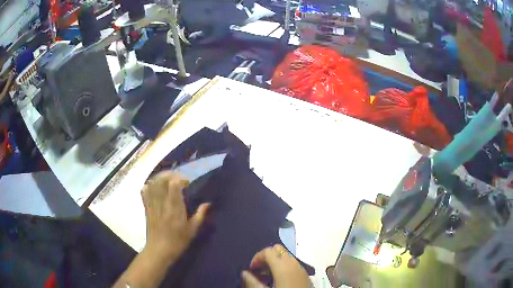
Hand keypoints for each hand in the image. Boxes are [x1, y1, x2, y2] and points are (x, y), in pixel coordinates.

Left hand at [141, 171, 209, 261]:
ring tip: (167, 181)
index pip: (174, 184)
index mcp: (174, 208)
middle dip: (170, 175)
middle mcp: (162, 203)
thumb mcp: (192, 230)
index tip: (186, 184)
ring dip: (160, 178)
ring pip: (152, 183)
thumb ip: (200, 215)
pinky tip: (154, 187)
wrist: (159, 250)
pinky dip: (148, 186)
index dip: (180, 179)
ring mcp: (152, 204)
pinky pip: (144, 192)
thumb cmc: (178, 241)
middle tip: (177, 179)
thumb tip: (208, 204)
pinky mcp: (146, 208)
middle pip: (162, 180)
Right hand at [242, 244, 311, 287]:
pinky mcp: (305, 272)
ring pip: (286, 255)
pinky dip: (284, 265)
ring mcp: (300, 266)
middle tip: (259, 268)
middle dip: (266, 256)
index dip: (257, 257)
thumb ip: (252, 281)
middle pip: (277, 249)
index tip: (252, 268)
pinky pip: (293, 262)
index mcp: (282, 265)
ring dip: (275, 260)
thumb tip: (244, 273)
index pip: (267, 251)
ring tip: (268, 274)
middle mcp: (292, 262)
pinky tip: (280, 277)